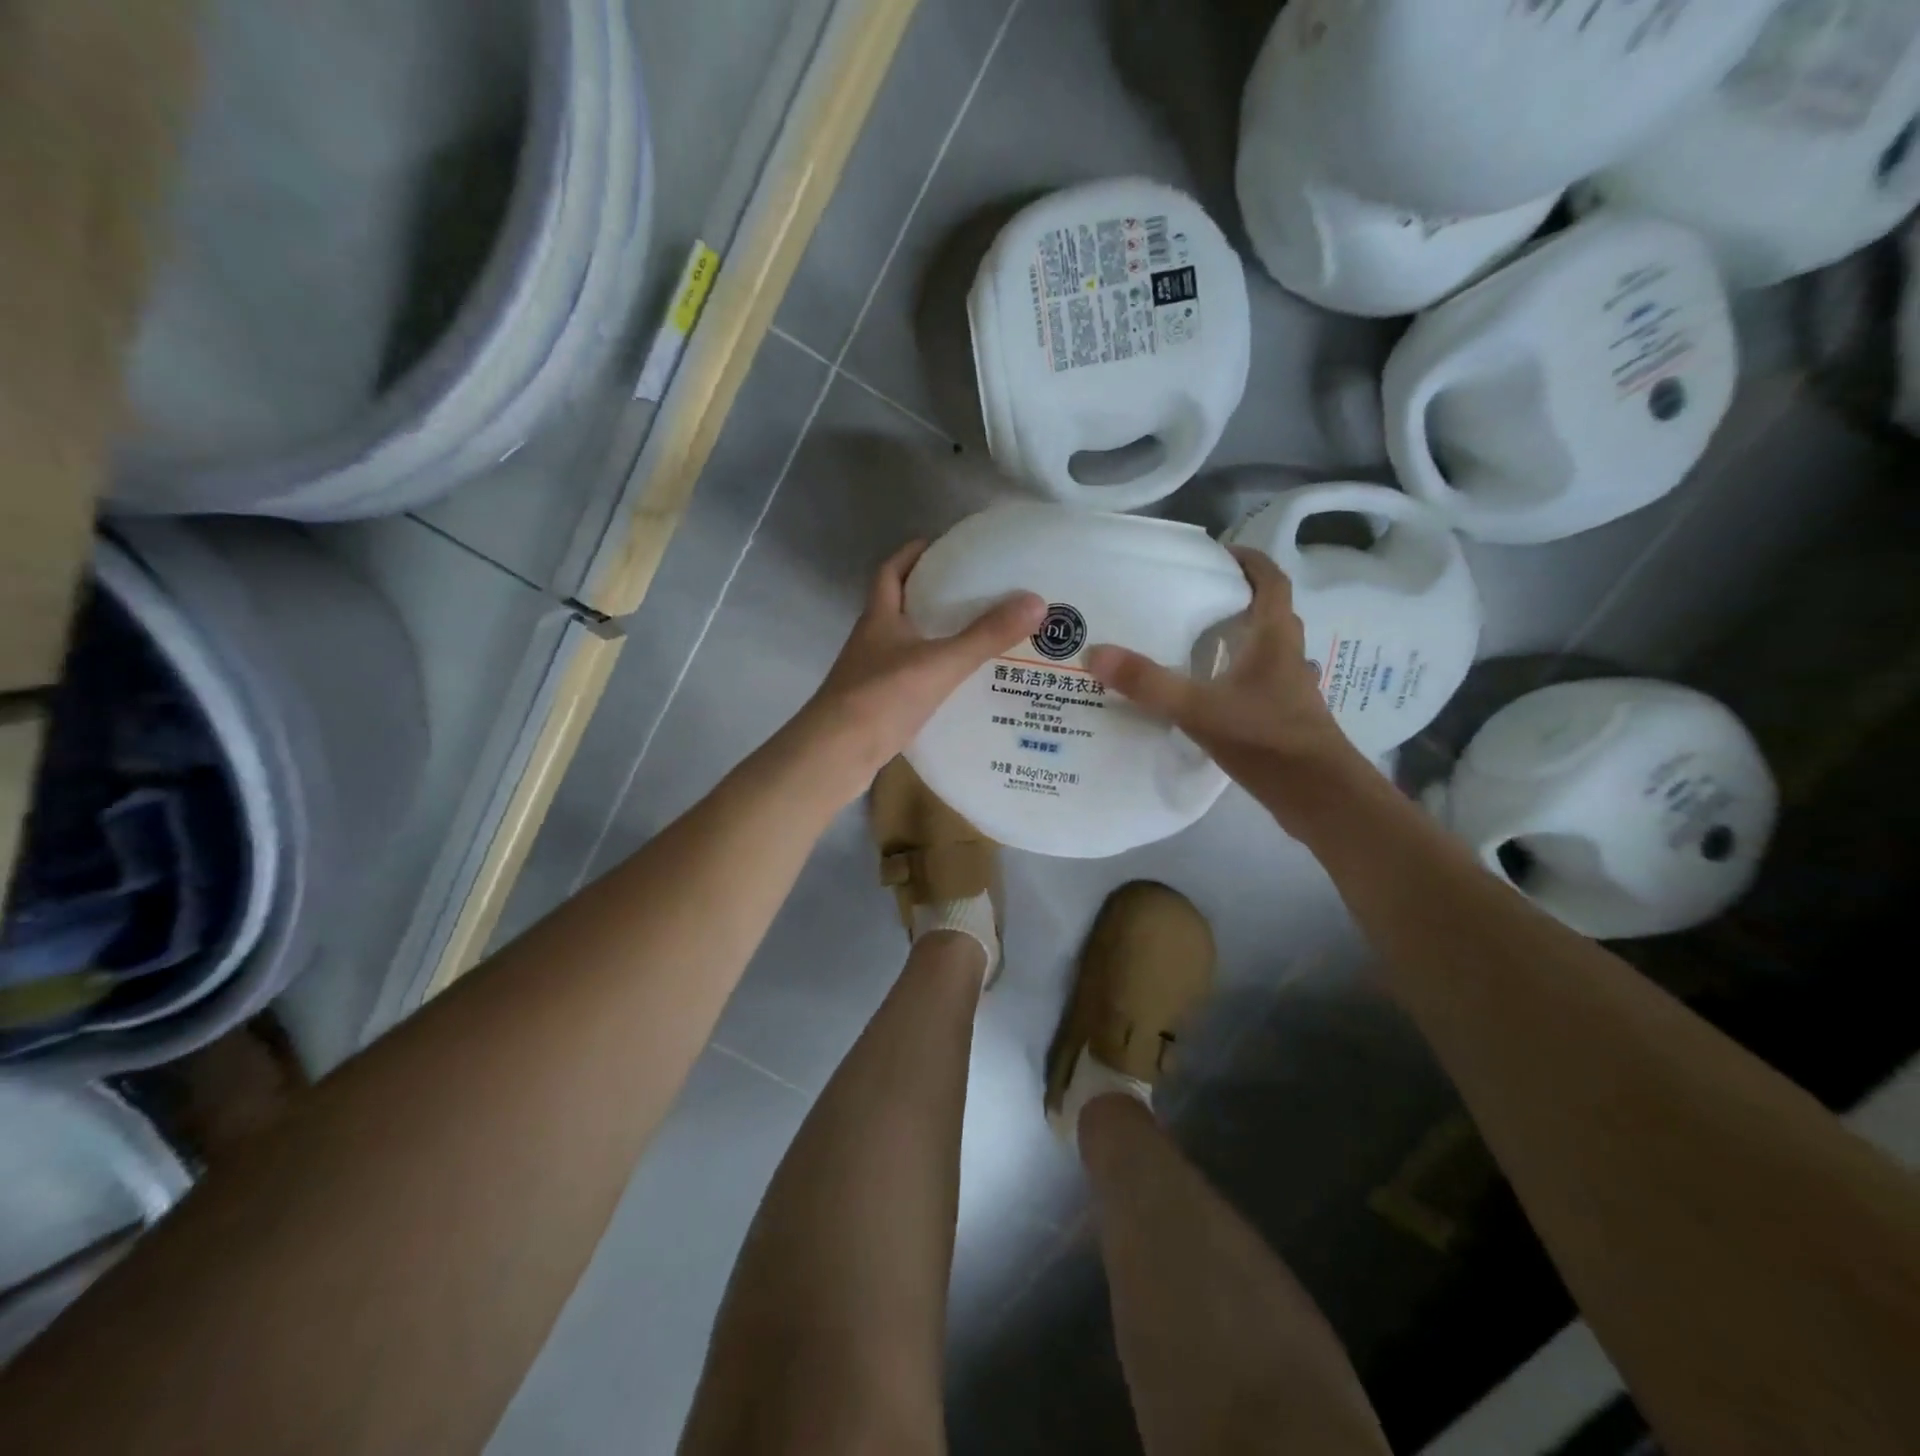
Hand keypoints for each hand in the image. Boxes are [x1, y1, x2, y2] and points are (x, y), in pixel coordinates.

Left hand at [797, 539, 1045, 797]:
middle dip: (931, 596)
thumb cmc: (881, 698)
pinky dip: (931, 675)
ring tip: (976, 637)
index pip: (891, 572)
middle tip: (973, 592)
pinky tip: (959, 686)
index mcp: (879, 618)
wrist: (834, 755)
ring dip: (933, 638)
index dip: (912, 554)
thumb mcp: (940, 663)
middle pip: (899, 607)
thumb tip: (1036, 601)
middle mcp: (871, 641)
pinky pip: (909, 679)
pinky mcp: (876, 706)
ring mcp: (870, 675)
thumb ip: (985, 635)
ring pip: (905, 645)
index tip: (942, 546)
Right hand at [1086, 546, 1359, 793]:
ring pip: (1266, 648)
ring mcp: (1290, 688)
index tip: (1219, 553)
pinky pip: (1260, 679)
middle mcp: (1287, 655)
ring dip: (1239, 636)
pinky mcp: (1285, 715)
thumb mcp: (1198, 708)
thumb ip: (1148, 683)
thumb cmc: (1265, 739)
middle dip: (1238, 597)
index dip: (1249, 561)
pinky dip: (1238, 673)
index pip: (1271, 582)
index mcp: (1275, 638)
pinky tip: (1211, 690)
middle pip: (1269, 612)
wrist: (1318, 794)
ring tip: (1197, 639)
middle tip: (1196, 596)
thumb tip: (1095, 653)